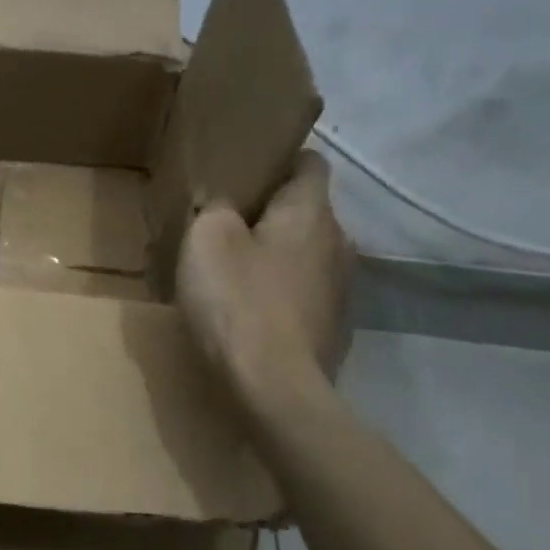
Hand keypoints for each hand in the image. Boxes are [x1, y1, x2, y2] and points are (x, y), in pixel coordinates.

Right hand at [177, 150, 354, 413]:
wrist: (274, 389)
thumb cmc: (238, 302)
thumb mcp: (206, 239)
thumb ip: (216, 208)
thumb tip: (226, 208)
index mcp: (311, 212)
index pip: (310, 162)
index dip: (278, 160)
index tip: (245, 174)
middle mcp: (339, 242)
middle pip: (306, 213)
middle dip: (271, 215)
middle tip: (226, 227)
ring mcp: (342, 290)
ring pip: (306, 257)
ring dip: (277, 259)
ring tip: (235, 275)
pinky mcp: (335, 329)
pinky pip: (305, 296)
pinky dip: (282, 297)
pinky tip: (251, 316)